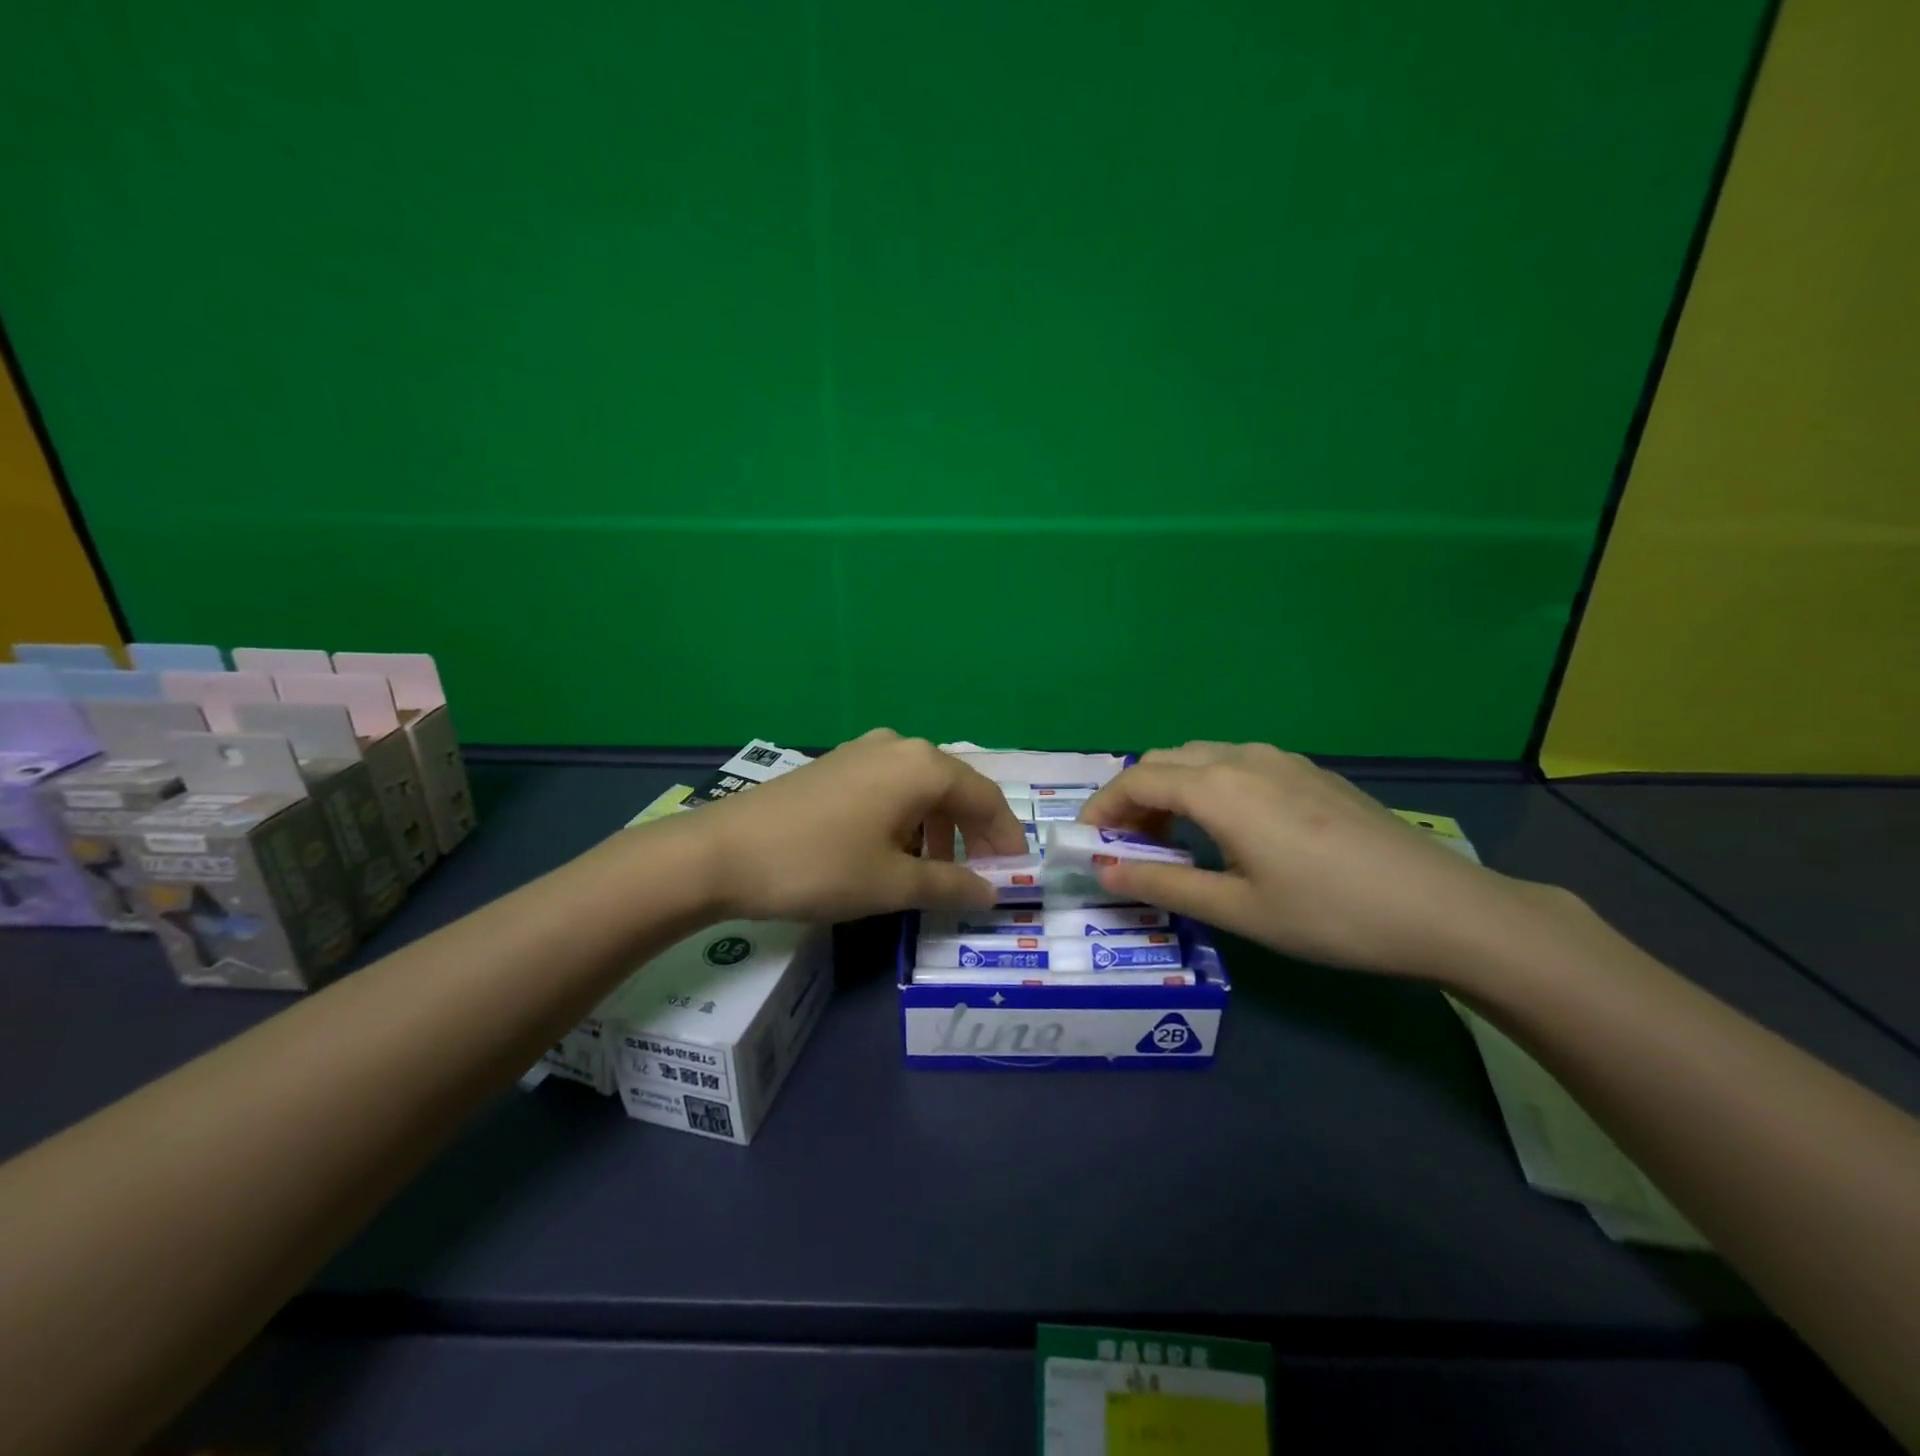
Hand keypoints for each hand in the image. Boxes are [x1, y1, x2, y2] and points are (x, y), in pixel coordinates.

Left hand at [672, 730, 1027, 922]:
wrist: (722, 852)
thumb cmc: (819, 866)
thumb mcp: (892, 884)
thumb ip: (951, 885)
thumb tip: (991, 892)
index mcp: (922, 766)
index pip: (985, 798)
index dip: (1005, 837)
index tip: (1014, 873)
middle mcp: (899, 746)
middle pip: (954, 789)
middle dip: (971, 835)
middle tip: (976, 878)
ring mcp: (863, 750)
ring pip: (921, 788)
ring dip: (937, 829)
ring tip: (931, 872)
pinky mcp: (837, 763)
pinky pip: (890, 787)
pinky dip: (905, 819)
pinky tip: (891, 851)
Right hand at [1077, 742, 1541, 977]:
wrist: (1442, 908)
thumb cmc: (1329, 914)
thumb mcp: (1237, 909)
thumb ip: (1163, 882)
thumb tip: (1103, 869)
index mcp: (1219, 787)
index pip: (1136, 779)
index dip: (1102, 807)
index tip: (1085, 840)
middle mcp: (1243, 758)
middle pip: (1165, 760)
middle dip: (1133, 796)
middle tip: (1126, 844)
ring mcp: (1282, 760)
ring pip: (1201, 757)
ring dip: (1170, 787)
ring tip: (1170, 837)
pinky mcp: (1310, 771)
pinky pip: (1236, 763)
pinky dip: (1206, 785)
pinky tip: (1225, 827)